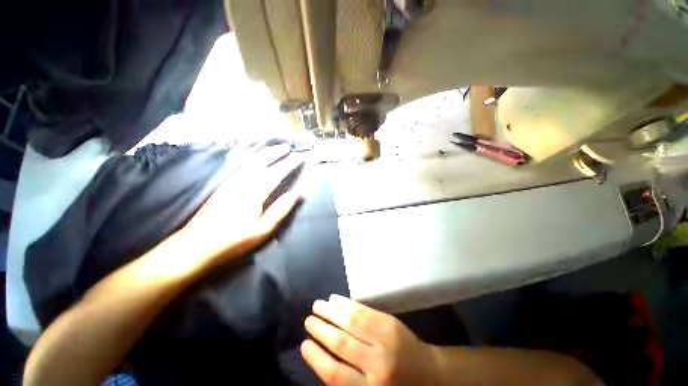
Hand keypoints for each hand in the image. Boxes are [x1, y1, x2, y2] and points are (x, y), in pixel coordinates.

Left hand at [180, 144, 301, 266]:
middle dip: (275, 152)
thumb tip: (298, 193)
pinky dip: (250, 157)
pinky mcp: (223, 186)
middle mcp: (241, 183)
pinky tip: (253, 157)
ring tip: (274, 148)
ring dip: (263, 152)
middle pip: (261, 162)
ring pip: (249, 161)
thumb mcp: (263, 230)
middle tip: (287, 146)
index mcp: (253, 193)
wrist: (194, 247)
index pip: (276, 173)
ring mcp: (230, 182)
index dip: (289, 164)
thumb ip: (281, 209)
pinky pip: (240, 165)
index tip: (300, 157)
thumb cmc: (233, 241)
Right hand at [301, 295, 439, 384]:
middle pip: (341, 343)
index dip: (316, 358)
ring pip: (351, 322)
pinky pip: (364, 310)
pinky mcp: (389, 322)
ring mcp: (384, 338)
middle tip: (308, 320)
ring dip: (331, 311)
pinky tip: (336, 299)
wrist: (429, 373)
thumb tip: (322, 358)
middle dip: (321, 329)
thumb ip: (348, 380)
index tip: (304, 345)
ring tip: (317, 305)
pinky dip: (347, 303)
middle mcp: (376, 363)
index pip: (335, 373)